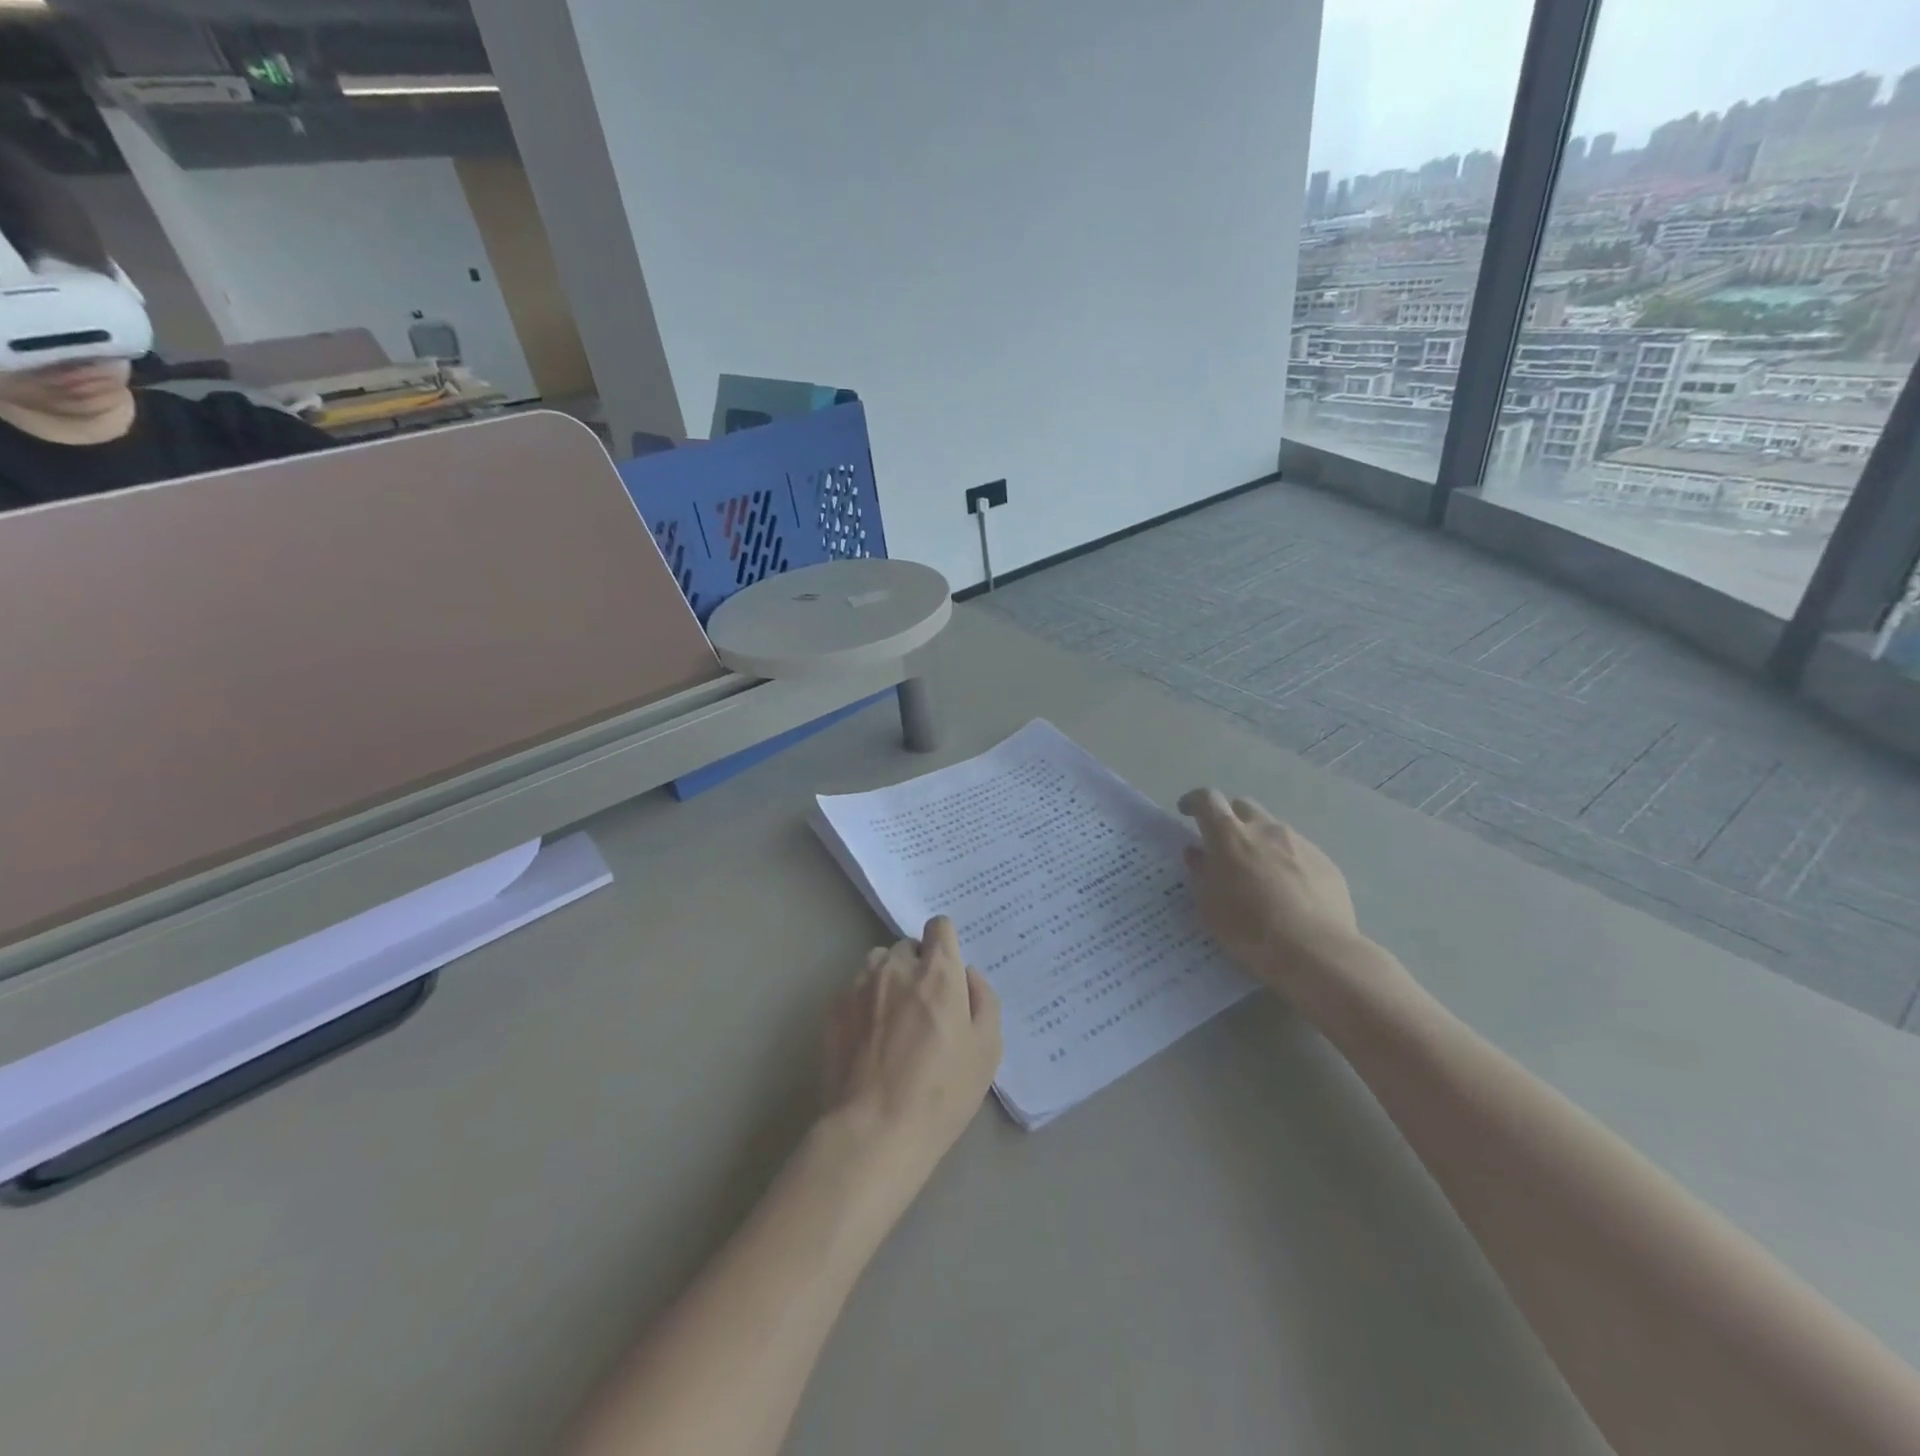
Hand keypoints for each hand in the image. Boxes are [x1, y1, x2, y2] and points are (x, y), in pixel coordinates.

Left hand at [821, 916, 1001, 1198]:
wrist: (874, 1131)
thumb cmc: (942, 1093)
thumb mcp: (987, 1050)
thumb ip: (984, 1000)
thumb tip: (969, 975)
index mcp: (937, 972)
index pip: (939, 926)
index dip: (945, 943)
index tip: (948, 969)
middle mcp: (896, 967)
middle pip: (908, 946)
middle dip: (918, 965)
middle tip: (925, 1005)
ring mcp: (860, 985)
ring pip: (877, 963)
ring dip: (889, 978)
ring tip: (894, 1017)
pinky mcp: (834, 1008)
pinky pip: (854, 989)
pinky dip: (865, 1001)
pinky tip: (870, 1038)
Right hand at [1178, 789, 1362, 990]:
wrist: (1315, 951)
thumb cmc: (1249, 928)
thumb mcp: (1209, 906)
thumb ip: (1201, 873)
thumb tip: (1198, 853)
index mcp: (1229, 836)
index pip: (1207, 800)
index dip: (1195, 801)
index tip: (1188, 811)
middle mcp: (1265, 829)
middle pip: (1243, 807)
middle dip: (1230, 819)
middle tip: (1225, 846)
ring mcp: (1299, 843)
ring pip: (1273, 829)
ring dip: (1260, 842)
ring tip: (1260, 875)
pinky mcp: (1325, 862)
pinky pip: (1299, 852)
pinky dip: (1287, 862)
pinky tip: (1289, 892)